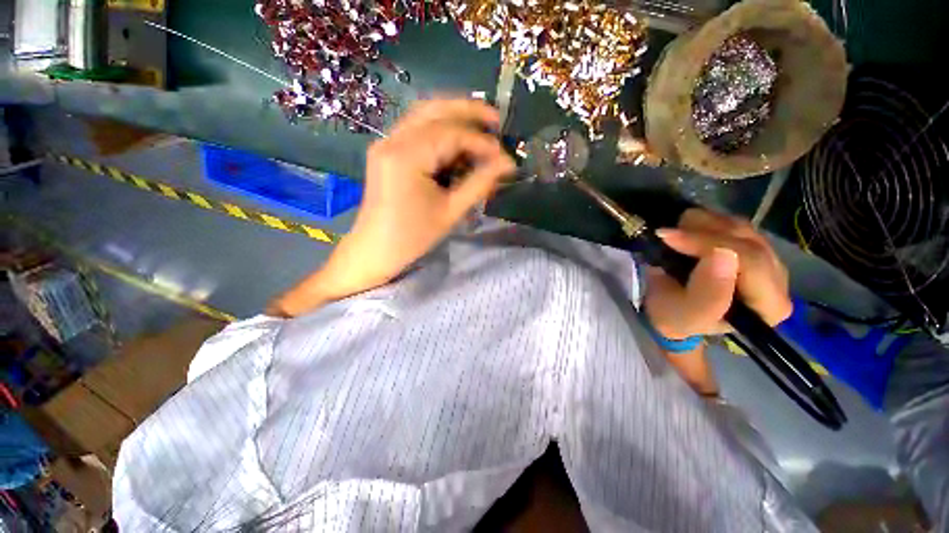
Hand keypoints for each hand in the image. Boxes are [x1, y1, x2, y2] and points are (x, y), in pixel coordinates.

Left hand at [269, 98, 515, 316]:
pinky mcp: (387, 152)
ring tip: (481, 125)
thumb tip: (507, 165)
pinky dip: (440, 130)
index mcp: (406, 157)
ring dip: (454, 116)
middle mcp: (392, 140)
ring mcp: (386, 143)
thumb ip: (480, 183)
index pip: (452, 135)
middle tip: (496, 120)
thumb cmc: (412, 237)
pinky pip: (416, 130)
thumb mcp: (450, 212)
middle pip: (434, 109)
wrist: (375, 250)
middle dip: (468, 111)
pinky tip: (457, 142)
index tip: (506, 159)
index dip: (483, 144)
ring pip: (424, 115)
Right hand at [644, 209, 791, 339]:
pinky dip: (705, 222)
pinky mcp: (751, 245)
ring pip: (741, 227)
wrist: (671, 310)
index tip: (668, 238)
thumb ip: (708, 294)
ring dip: (702, 225)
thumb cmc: (677, 318)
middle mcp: (777, 280)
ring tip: (674, 233)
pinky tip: (686, 231)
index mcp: (770, 306)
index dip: (709, 244)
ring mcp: (766, 258)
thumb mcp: (686, 315)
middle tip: (666, 233)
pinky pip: (732, 223)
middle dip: (703, 233)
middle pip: (748, 240)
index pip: (751, 262)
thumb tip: (723, 254)